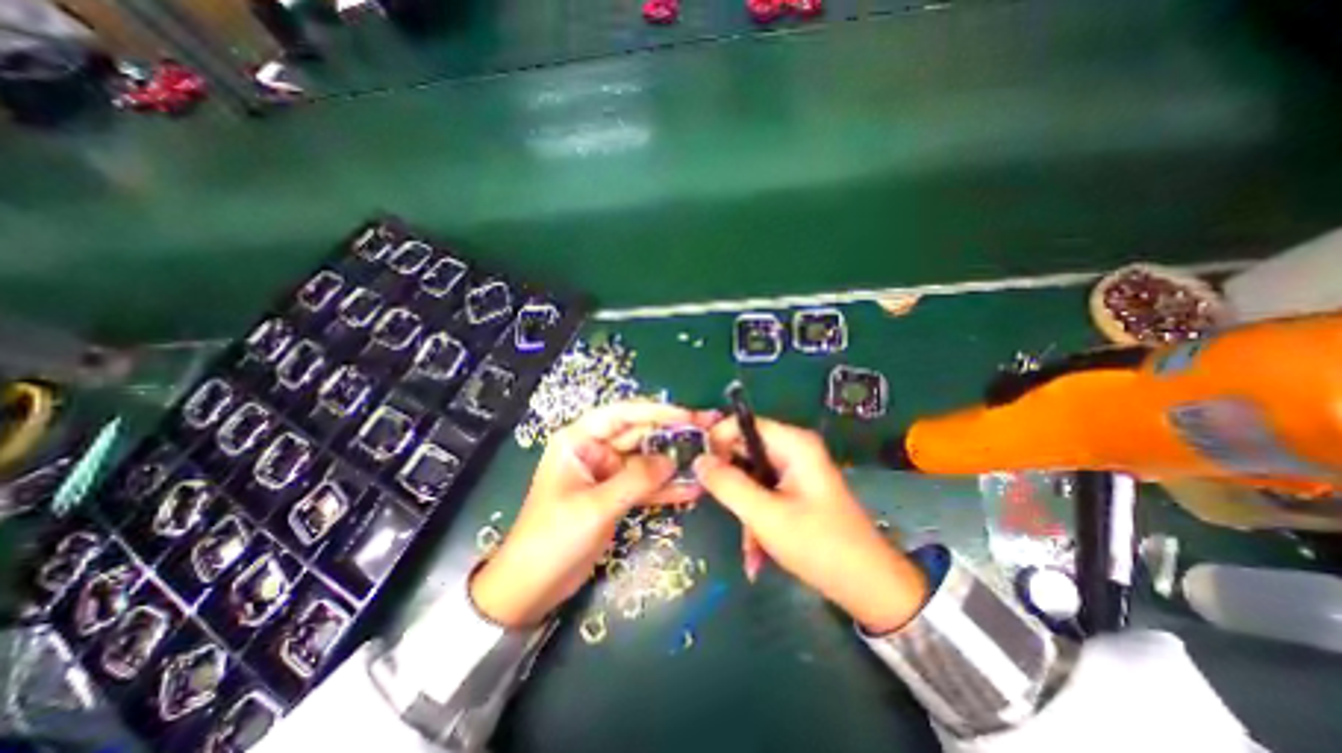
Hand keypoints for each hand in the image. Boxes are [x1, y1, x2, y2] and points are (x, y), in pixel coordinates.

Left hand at [475, 404, 723, 625]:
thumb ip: (635, 480)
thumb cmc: (552, 538)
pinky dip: (666, 488)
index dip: (656, 411)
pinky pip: (645, 485)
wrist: (532, 587)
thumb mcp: (595, 506)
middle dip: (672, 435)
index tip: (687, 415)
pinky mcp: (616, 496)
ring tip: (708, 459)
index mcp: (579, 440)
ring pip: (646, 461)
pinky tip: (692, 489)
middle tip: (708, 432)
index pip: (621, 414)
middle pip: (639, 435)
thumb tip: (672, 461)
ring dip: (674, 462)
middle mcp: (595, 451)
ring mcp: (607, 474)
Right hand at [698, 420, 929, 632]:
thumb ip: (728, 484)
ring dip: (744, 511)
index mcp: (793, 444)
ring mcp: (796, 471)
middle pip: (745, 451)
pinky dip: (757, 520)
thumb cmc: (820, 546)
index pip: (742, 424)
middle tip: (720, 508)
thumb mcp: (766, 516)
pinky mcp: (796, 491)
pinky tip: (757, 554)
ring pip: (751, 478)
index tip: (700, 470)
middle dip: (731, 484)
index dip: (717, 442)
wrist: (870, 588)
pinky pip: (764, 495)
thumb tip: (698, 460)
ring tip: (749, 547)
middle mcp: (794, 450)